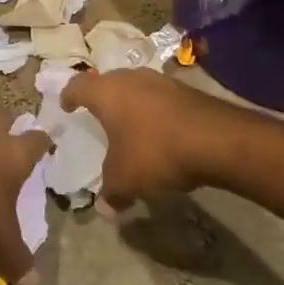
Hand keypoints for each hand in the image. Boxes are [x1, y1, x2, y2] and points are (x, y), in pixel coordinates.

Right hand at [62, 69, 231, 208]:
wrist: (217, 140)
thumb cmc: (156, 152)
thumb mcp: (125, 179)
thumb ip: (110, 192)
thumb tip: (106, 206)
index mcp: (106, 92)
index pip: (77, 87)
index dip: (68, 97)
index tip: (66, 107)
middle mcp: (130, 78)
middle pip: (107, 83)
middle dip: (101, 99)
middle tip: (97, 117)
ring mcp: (160, 80)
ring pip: (135, 88)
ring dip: (130, 104)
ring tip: (129, 126)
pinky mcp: (185, 90)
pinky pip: (159, 98)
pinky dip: (153, 112)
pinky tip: (159, 132)